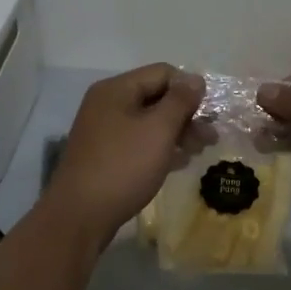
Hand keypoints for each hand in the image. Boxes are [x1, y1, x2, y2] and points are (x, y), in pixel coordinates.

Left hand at [44, 64, 204, 241]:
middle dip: (186, 114)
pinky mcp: (105, 156)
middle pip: (156, 97)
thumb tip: (195, 79)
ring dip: (177, 132)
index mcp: (116, 90)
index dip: (189, 88)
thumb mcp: (158, 130)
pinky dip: (160, 148)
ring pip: (149, 122)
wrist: (79, 217)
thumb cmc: (123, 167)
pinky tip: (179, 163)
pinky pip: (139, 142)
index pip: (162, 73)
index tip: (209, 112)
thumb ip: (180, 101)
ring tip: (200, 151)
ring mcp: (104, 131)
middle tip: (211, 137)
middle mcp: (107, 104)